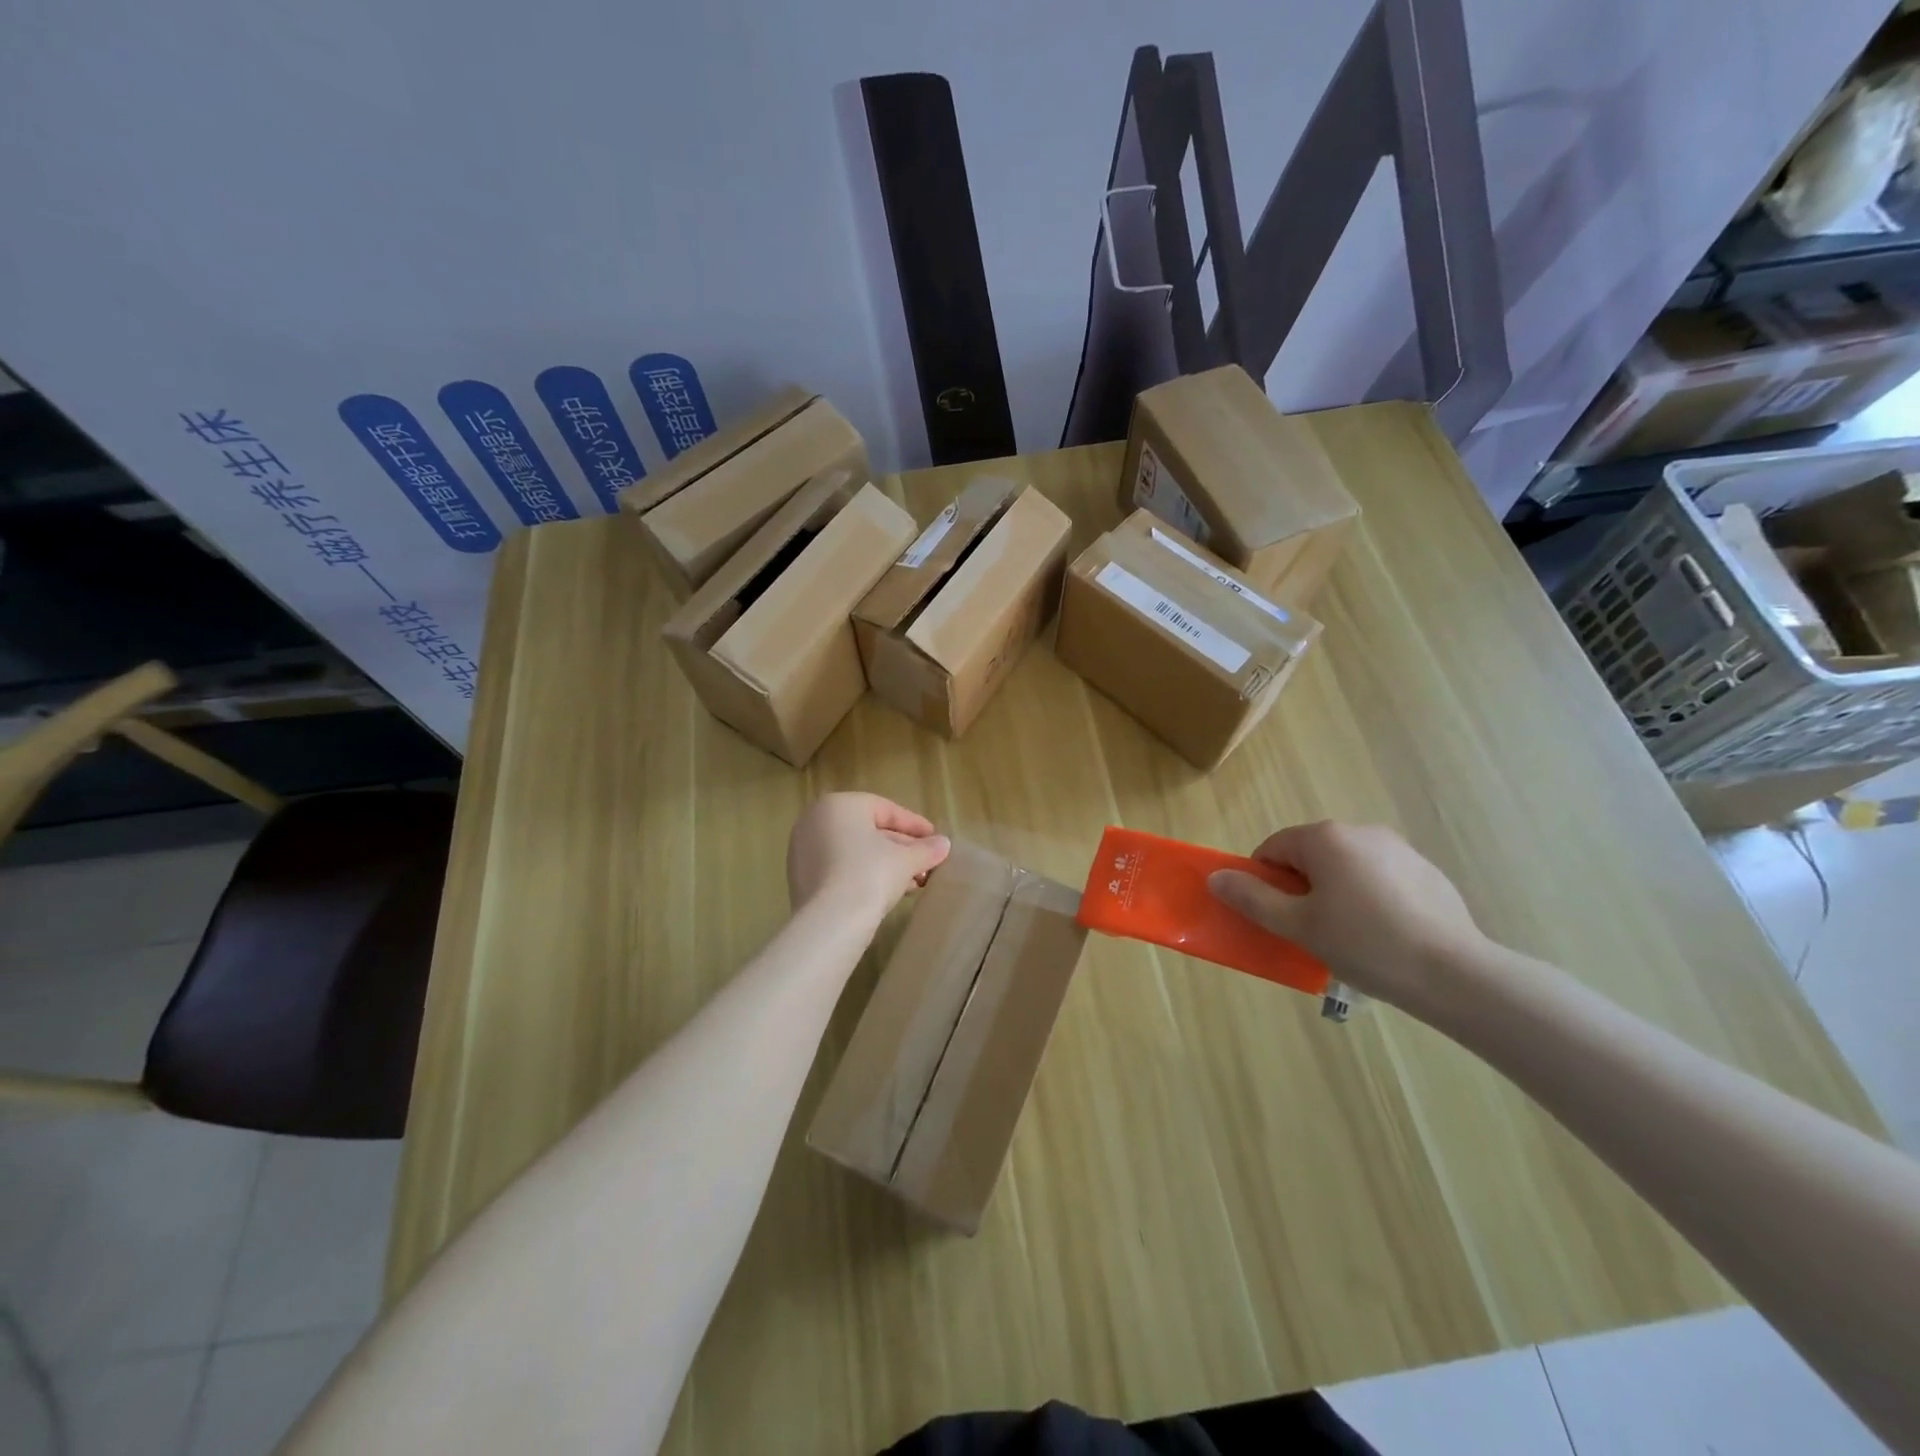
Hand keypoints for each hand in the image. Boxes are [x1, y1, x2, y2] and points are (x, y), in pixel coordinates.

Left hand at [786, 793, 950, 923]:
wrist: (830, 921)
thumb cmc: (870, 874)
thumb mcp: (906, 860)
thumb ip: (926, 849)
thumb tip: (944, 845)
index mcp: (839, 804)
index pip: (885, 809)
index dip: (915, 825)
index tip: (936, 840)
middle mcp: (815, 821)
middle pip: (868, 830)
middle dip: (902, 849)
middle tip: (926, 864)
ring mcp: (803, 850)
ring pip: (854, 852)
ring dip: (886, 865)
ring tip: (914, 883)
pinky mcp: (799, 878)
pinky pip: (839, 869)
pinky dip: (863, 876)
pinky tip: (887, 893)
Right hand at [1206, 821, 1487, 1016]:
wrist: (1455, 974)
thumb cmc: (1364, 944)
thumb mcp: (1297, 925)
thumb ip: (1252, 898)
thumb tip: (1216, 878)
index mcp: (1326, 838)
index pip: (1274, 848)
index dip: (1263, 881)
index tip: (1273, 916)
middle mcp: (1362, 831)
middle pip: (1311, 855)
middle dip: (1301, 888)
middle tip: (1308, 929)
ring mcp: (1400, 850)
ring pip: (1347, 867)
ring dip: (1336, 893)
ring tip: (1349, 938)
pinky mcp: (1428, 873)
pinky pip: (1381, 879)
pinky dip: (1371, 900)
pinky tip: (1384, 936)